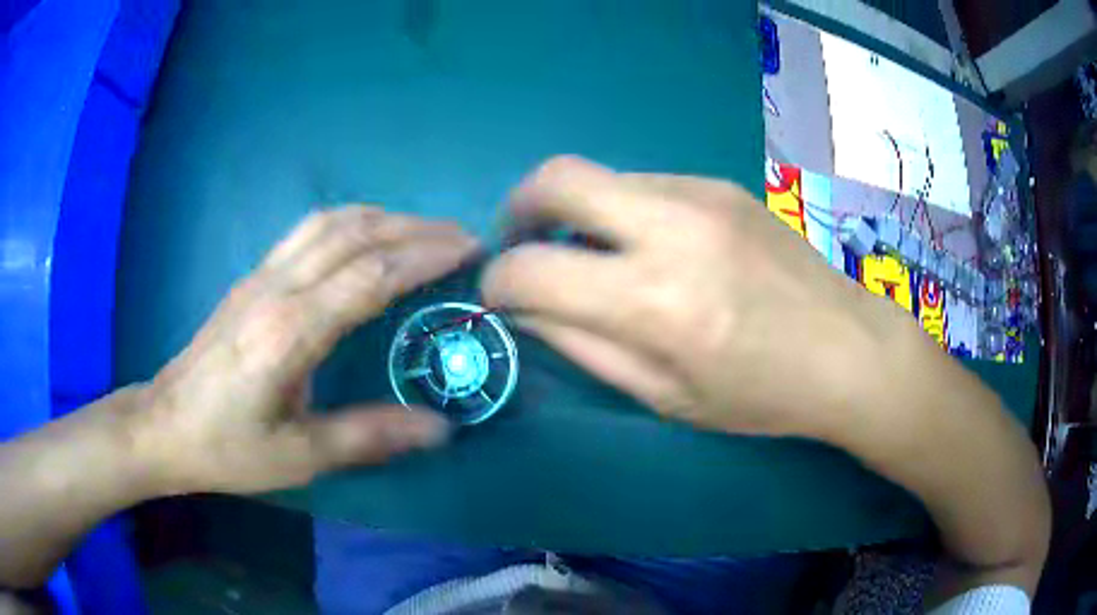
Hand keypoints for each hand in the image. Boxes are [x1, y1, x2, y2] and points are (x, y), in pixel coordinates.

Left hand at [131, 206, 477, 494]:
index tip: (470, 250)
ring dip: (383, 217)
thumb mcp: (299, 457)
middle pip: (355, 234)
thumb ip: (368, 437)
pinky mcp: (252, 278)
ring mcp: (261, 276)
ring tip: (423, 231)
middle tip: (462, 236)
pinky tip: (366, 237)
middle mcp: (277, 289)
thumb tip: (439, 428)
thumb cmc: (228, 448)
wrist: (165, 424)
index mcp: (290, 332)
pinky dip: (351, 222)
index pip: (370, 274)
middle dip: (415, 228)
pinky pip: (308, 231)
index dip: (425, 256)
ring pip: (330, 222)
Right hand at [483, 156, 917, 439]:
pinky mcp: (720, 184)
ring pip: (600, 178)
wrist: (849, 347)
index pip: (532, 269)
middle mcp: (673, 227)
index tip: (498, 296)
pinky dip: (623, 210)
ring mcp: (701, 193)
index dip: (498, 283)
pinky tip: (652, 245)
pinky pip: (644, 184)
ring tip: (596, 254)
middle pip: (555, 178)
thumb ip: (583, 347)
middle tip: (521, 244)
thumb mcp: (665, 396)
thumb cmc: (762, 394)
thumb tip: (526, 310)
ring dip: (577, 212)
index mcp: (655, 302)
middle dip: (517, 209)